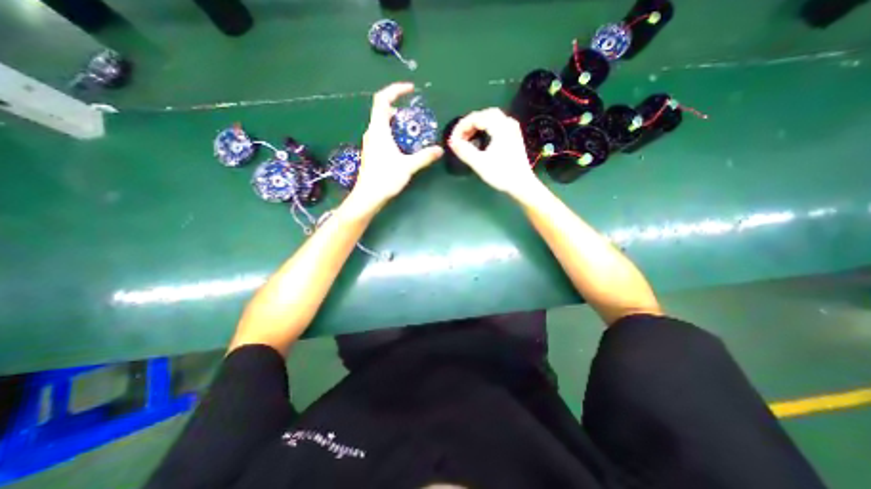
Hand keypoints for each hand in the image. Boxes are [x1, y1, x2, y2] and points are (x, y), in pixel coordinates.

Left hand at [347, 83, 442, 212]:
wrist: (368, 196)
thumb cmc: (385, 178)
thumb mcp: (408, 166)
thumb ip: (424, 157)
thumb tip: (440, 150)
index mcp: (379, 130)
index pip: (382, 100)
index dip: (395, 90)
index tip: (410, 89)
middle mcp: (372, 132)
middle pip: (383, 111)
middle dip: (400, 109)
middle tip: (416, 117)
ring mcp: (371, 142)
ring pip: (383, 124)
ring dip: (398, 123)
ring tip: (413, 132)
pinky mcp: (372, 152)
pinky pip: (383, 135)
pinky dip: (394, 134)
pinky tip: (404, 146)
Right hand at [446, 108, 541, 200]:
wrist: (522, 185)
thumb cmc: (501, 174)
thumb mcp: (480, 163)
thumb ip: (464, 151)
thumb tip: (452, 142)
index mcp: (500, 127)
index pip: (476, 118)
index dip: (462, 127)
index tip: (453, 139)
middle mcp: (508, 123)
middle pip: (485, 114)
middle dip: (469, 124)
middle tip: (460, 137)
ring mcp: (512, 130)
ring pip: (492, 118)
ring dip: (478, 125)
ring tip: (468, 138)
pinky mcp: (514, 137)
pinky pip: (497, 124)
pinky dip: (486, 128)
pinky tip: (481, 139)